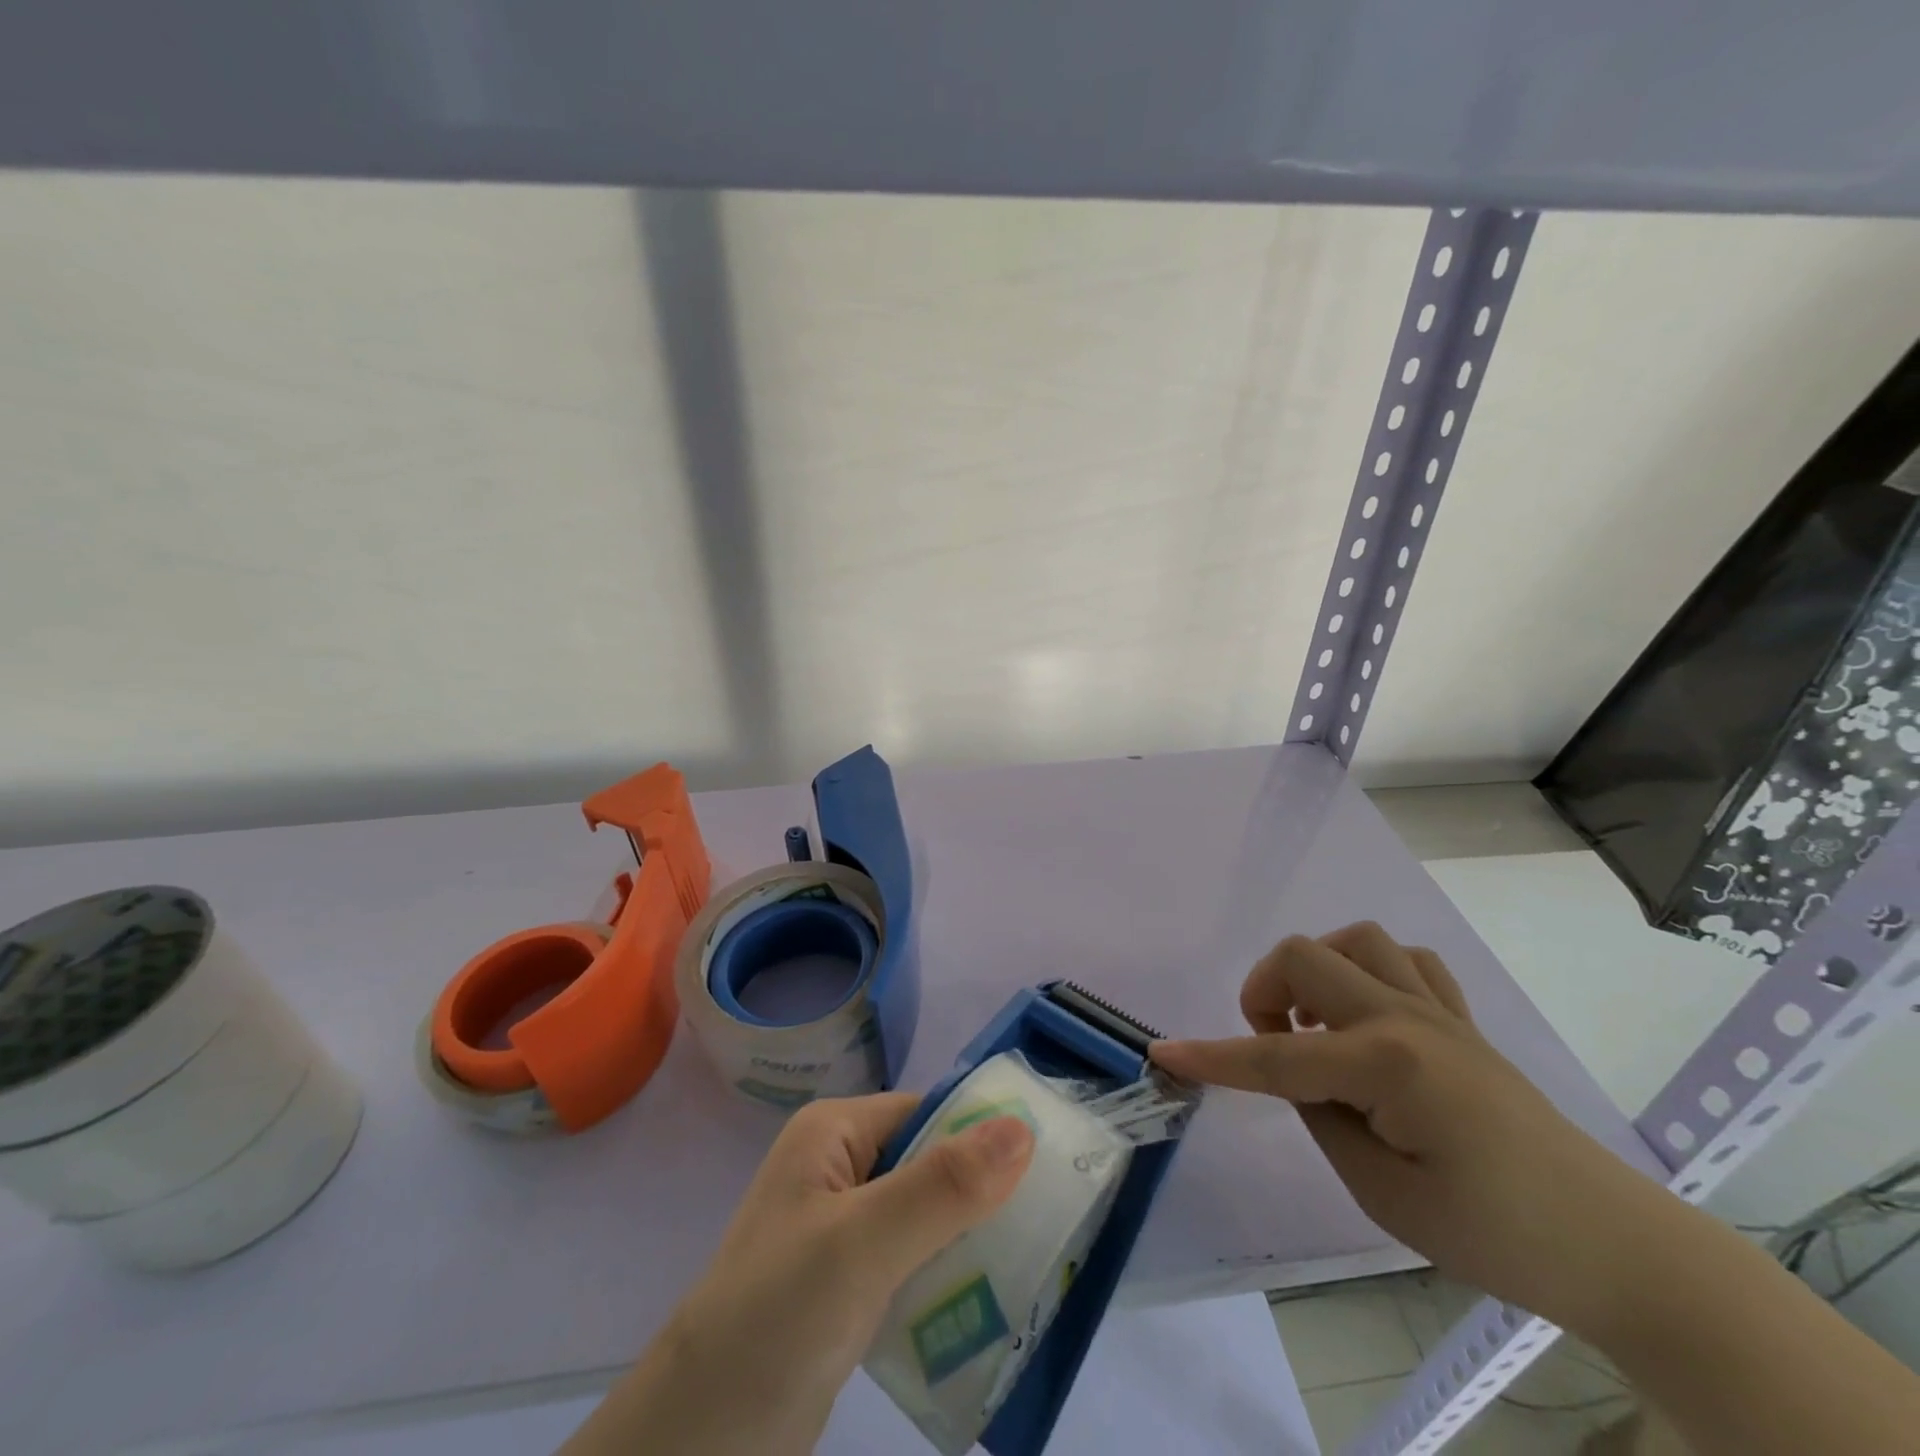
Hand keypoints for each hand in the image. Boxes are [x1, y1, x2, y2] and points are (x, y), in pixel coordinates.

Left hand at [561, 1093, 1034, 1455]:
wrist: (693, 1446)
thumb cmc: (775, 1318)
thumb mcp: (863, 1244)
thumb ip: (943, 1186)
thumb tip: (1023, 1125)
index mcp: (835, 1133)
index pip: (929, 1114)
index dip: (986, 1136)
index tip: (1053, 1168)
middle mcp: (839, 1168)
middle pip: (933, 1164)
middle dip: (986, 1196)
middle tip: (1055, 1228)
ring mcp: (842, 1230)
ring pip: (929, 1218)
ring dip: (973, 1244)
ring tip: (1038, 1271)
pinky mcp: (847, 1285)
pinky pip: (914, 1265)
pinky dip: (949, 1282)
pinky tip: (990, 1311)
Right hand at [1149, 923, 1668, 1333]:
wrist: (1614, 1246)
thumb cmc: (1494, 1235)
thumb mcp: (1383, 1194)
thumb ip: (1321, 1116)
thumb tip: (1294, 1072)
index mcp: (1386, 1066)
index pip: (1275, 1058)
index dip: (1213, 1058)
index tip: (1164, 1052)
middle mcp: (1406, 1018)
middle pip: (1304, 957)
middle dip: (1265, 992)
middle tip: (1274, 1046)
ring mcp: (1439, 1010)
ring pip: (1354, 940)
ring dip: (1318, 971)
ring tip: (1317, 1023)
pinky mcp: (1461, 1018)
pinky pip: (1405, 960)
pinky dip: (1370, 973)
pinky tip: (1369, 1015)